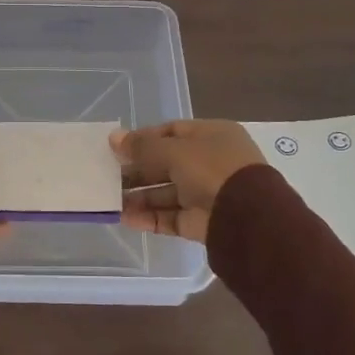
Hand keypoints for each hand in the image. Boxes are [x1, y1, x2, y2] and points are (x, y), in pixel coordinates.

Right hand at [111, 120, 267, 243]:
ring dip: (139, 196)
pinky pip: (170, 217)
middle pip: (166, 164)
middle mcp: (210, 163)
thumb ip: (142, 146)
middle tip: (108, 175)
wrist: (246, 218)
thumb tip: (114, 137)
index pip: (172, 132)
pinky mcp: (201, 223)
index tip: (117, 147)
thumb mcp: (174, 150)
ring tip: (110, 200)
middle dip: (138, 170)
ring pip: (166, 193)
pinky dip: (148, 217)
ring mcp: (206, 194)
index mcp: (212, 136)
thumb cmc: (211, 169)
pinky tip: (124, 217)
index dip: (144, 139)